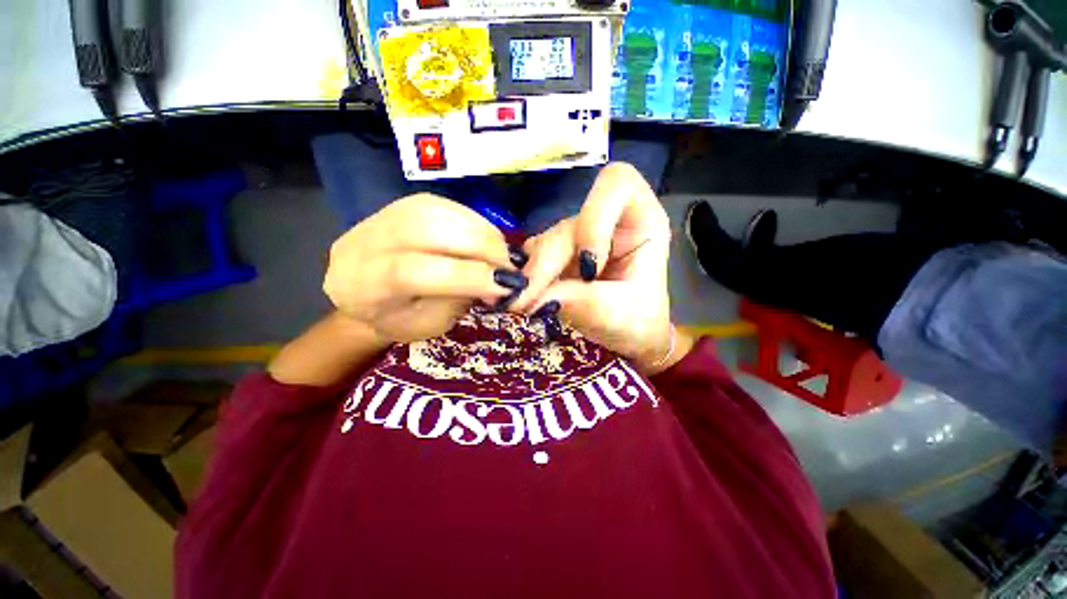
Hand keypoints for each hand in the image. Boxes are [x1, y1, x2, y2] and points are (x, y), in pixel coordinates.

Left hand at [323, 194, 525, 342]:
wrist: (362, 289)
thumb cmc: (396, 318)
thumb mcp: (428, 325)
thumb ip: (458, 299)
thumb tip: (497, 279)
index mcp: (366, 284)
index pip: (415, 272)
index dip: (467, 275)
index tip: (506, 285)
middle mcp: (367, 242)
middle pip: (429, 231)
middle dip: (481, 248)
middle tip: (509, 266)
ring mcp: (384, 215)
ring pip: (440, 212)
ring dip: (482, 232)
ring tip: (501, 253)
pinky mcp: (404, 204)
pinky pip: (446, 206)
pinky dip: (474, 221)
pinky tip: (486, 238)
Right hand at [514, 163, 691, 372]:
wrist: (627, 339)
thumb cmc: (639, 323)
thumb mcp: (621, 315)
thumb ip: (584, 303)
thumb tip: (536, 298)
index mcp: (641, 221)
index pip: (616, 185)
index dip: (595, 218)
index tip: (587, 266)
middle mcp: (606, 222)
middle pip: (569, 225)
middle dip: (546, 264)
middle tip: (524, 299)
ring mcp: (578, 238)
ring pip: (546, 241)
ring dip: (532, 273)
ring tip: (522, 303)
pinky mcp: (558, 255)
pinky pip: (533, 256)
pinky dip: (526, 277)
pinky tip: (524, 295)